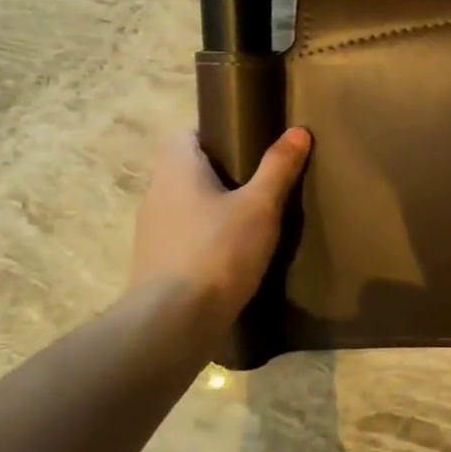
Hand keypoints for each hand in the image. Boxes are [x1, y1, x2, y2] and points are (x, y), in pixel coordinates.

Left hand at [129, 127, 311, 319]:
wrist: (173, 321)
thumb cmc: (218, 251)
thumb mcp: (260, 207)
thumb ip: (278, 167)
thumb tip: (298, 130)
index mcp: (177, 169)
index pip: (183, 134)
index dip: (212, 134)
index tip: (247, 144)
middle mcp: (157, 192)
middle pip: (185, 167)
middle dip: (219, 171)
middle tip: (259, 179)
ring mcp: (152, 229)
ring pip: (184, 202)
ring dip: (212, 204)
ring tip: (250, 216)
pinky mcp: (156, 260)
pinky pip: (183, 232)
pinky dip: (205, 233)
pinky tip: (232, 250)